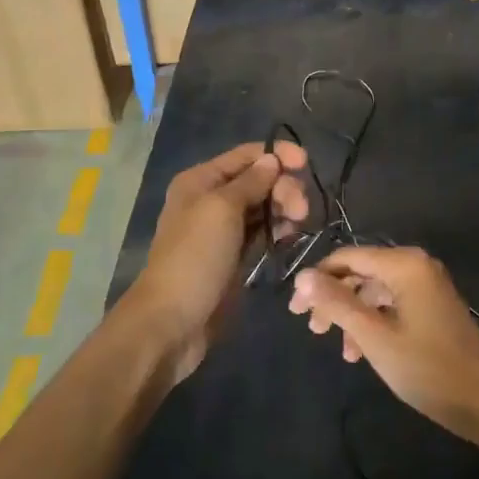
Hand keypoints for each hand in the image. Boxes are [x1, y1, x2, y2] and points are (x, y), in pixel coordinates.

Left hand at [131, 141, 308, 383]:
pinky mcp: (233, 257)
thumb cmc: (195, 257)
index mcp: (201, 180)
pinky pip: (261, 233)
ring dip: (284, 208)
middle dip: (283, 187)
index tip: (307, 164)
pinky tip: (290, 236)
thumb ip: (251, 182)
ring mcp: (222, 230)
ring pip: (262, 206)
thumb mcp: (222, 210)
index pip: (246, 155)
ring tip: (298, 224)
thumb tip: (272, 160)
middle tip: (302, 210)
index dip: (277, 154)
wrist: (172, 323)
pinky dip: (277, 230)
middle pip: (258, 180)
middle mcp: (211, 199)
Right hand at [289, 247, 478, 443]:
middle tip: (311, 329)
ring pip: (375, 290)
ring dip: (352, 315)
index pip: (348, 257)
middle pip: (361, 272)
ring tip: (338, 348)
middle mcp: (416, 265)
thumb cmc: (428, 368)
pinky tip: (361, 352)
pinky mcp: (433, 305)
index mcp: (404, 264)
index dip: (317, 279)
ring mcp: (427, 285)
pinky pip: (393, 303)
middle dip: (333, 299)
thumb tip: (302, 275)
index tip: (295, 310)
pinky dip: (373, 322)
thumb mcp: (375, 338)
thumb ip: (337, 303)